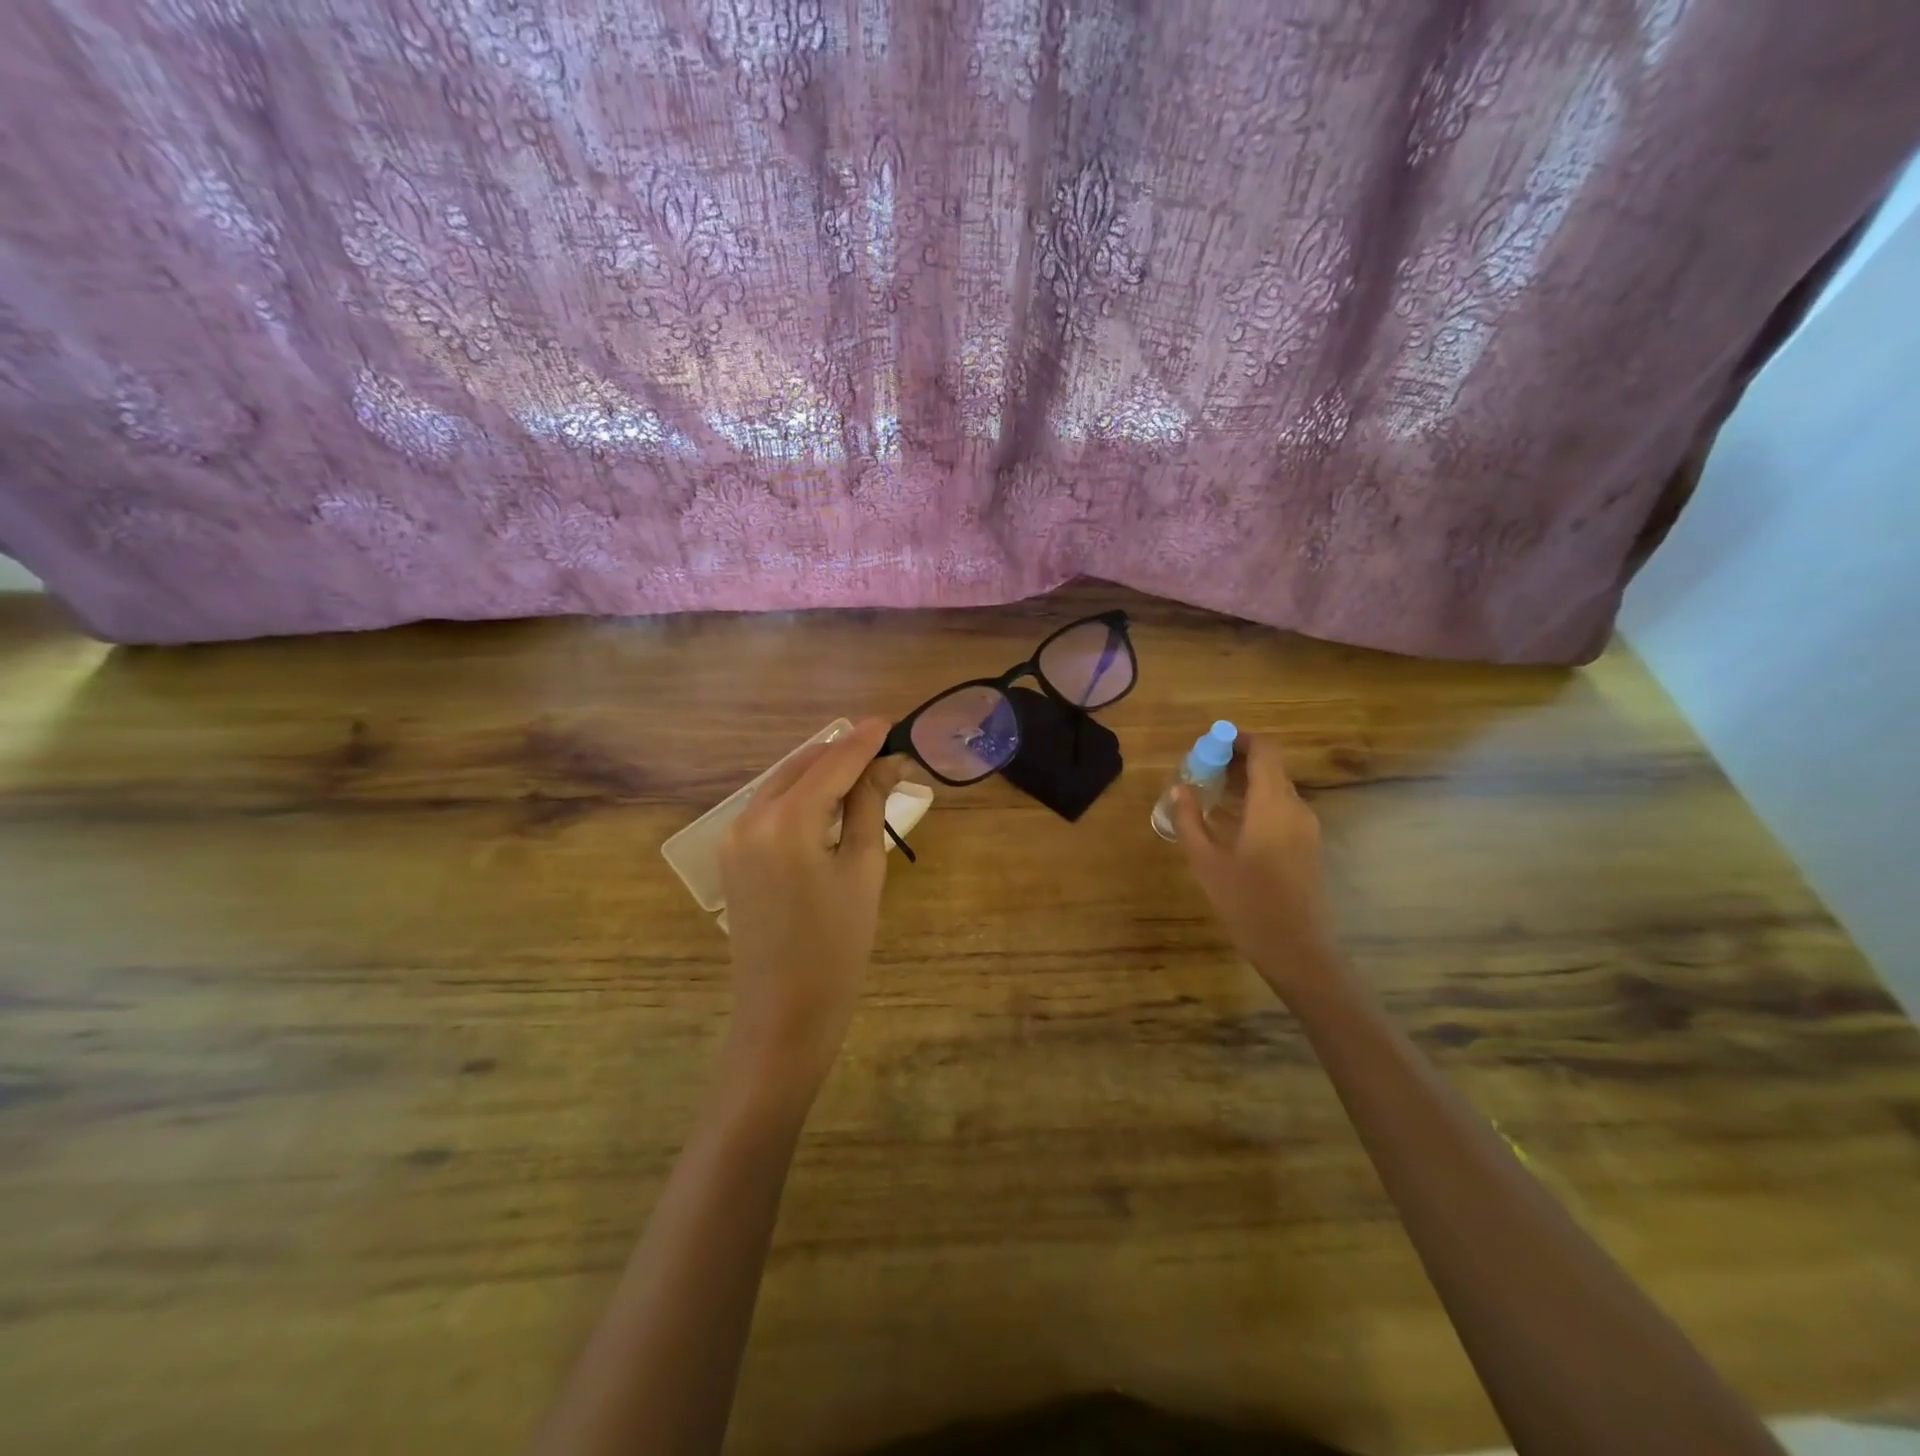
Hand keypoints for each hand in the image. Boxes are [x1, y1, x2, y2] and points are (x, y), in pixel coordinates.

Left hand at [718, 717, 900, 1095]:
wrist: (783, 1014)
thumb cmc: (837, 946)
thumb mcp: (862, 870)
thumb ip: (869, 806)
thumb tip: (888, 762)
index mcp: (786, 821)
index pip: (832, 763)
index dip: (865, 740)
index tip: (892, 722)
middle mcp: (750, 817)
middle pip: (802, 765)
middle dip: (842, 752)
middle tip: (884, 750)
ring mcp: (734, 837)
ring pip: (783, 783)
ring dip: (821, 772)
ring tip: (863, 772)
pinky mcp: (732, 856)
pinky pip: (769, 807)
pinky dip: (800, 795)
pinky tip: (828, 802)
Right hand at [1172, 734, 1341, 999]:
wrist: (1297, 950)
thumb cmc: (1248, 903)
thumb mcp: (1206, 861)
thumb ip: (1189, 819)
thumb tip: (1179, 787)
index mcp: (1273, 804)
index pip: (1265, 750)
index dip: (1239, 739)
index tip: (1210, 743)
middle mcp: (1296, 808)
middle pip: (1271, 767)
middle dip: (1236, 761)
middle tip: (1202, 770)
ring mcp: (1307, 828)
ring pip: (1276, 789)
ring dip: (1246, 784)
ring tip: (1210, 796)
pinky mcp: (1308, 846)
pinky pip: (1282, 809)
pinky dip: (1257, 803)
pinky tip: (1231, 824)